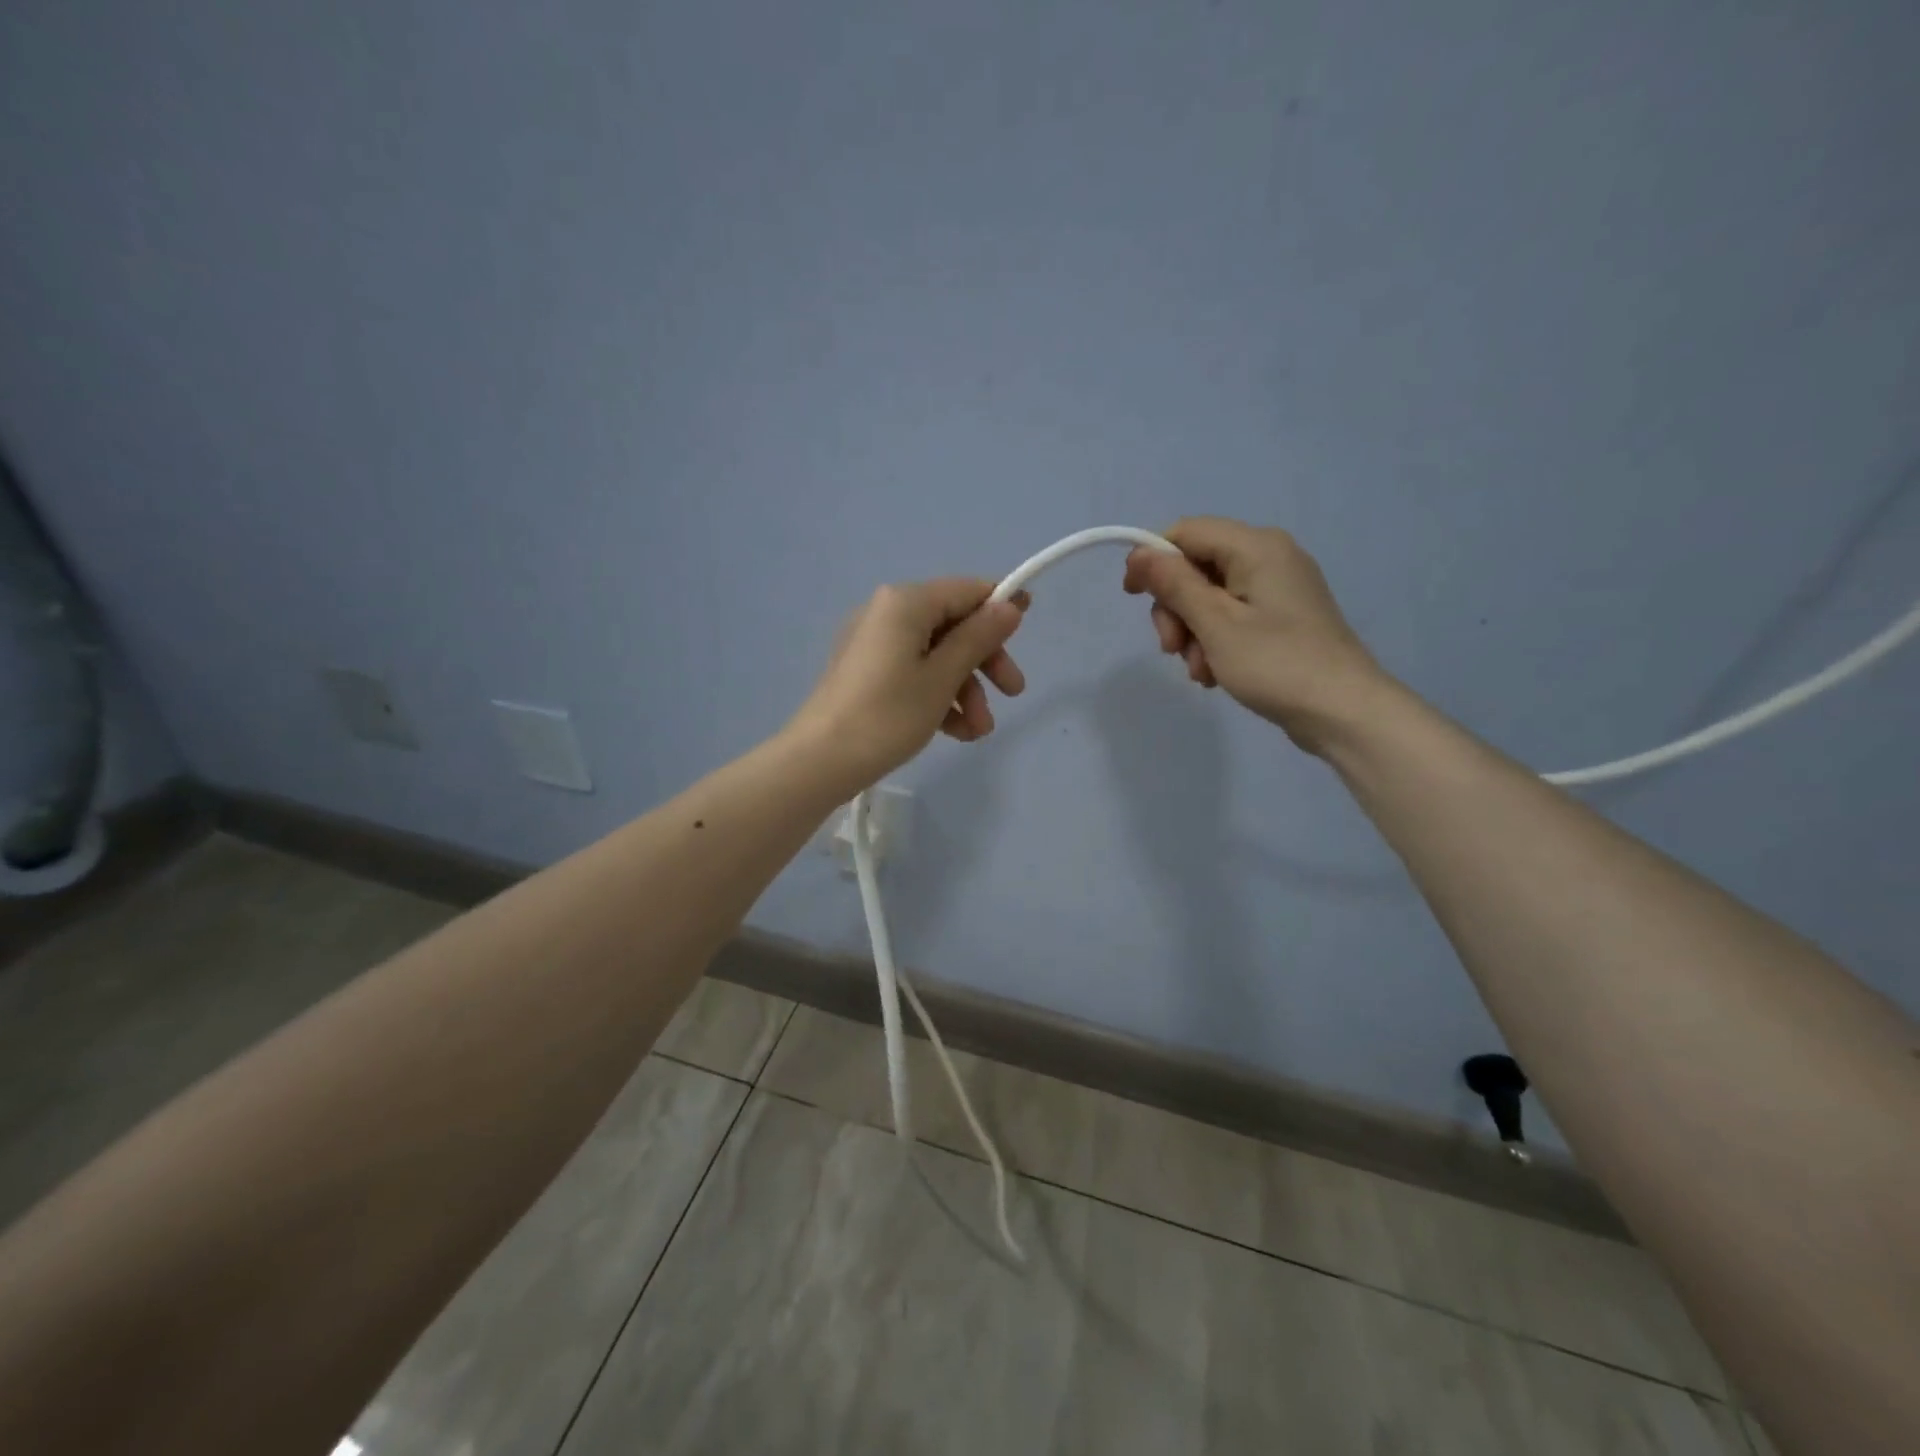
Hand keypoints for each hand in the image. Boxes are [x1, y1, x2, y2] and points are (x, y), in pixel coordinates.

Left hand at [788, 578, 1029, 790]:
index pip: (966, 590)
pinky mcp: (866, 673)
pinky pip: (913, 673)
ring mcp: (873, 644)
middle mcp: (887, 613)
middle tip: (1013, 694)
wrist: (820, 761)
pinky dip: (937, 697)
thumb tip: (1009, 606)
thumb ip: (978, 638)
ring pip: (935, 655)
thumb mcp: (942, 677)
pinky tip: (956, 733)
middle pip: (952, 625)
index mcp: (905, 602)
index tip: (1029, 629)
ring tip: (978, 732)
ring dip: (964, 689)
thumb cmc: (888, 714)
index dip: (1000, 607)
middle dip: (984, 662)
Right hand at [1123, 517, 1385, 751]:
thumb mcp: (1215, 624)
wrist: (1343, 711)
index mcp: (1256, 546)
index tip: (1132, 597)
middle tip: (1171, 649)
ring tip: (1200, 671)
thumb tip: (1139, 553)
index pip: (1187, 532)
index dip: (1153, 559)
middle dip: (1176, 608)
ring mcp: (1279, 588)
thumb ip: (1175, 585)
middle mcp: (1270, 556)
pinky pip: (1234, 616)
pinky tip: (1215, 673)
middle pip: (1197, 567)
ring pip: (1211, 597)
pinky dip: (1215, 642)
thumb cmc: (1276, 664)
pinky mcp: (1283, 617)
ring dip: (1193, 633)